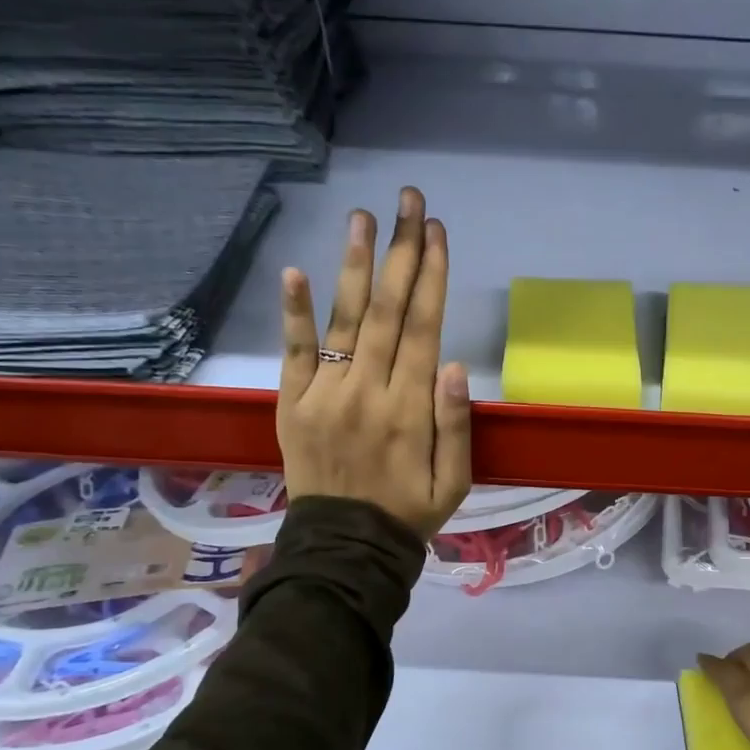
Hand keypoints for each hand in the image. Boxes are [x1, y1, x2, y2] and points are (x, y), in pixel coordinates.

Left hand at [277, 186, 471, 539]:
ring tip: (364, 217)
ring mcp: (325, 395)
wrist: (346, 548)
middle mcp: (367, 391)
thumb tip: (455, 365)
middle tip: (409, 201)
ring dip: (355, 266)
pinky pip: (294, 353)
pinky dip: (294, 313)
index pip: (424, 328)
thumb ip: (456, 425)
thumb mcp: (455, 482)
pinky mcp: (292, 403)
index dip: (432, 277)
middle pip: (388, 311)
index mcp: (410, 410)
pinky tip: (295, 272)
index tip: (438, 232)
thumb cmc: (409, 513)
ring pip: (344, 320)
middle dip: (402, 252)